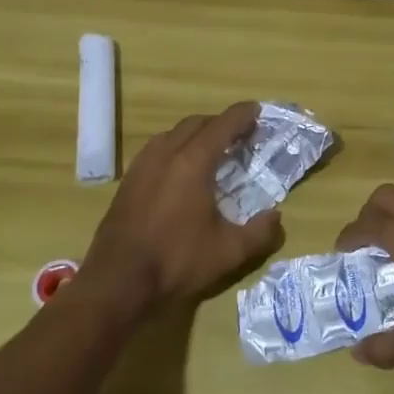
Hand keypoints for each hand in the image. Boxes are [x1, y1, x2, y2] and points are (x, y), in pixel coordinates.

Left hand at [79, 102, 283, 319]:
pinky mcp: (128, 181)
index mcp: (193, 162)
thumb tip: (276, 216)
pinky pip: (156, 149)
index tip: (258, 111)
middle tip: (240, 135)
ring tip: (211, 150)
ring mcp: (142, 166)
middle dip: (221, 123)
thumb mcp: (228, 252)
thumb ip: (260, 233)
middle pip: (197, 123)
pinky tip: (180, 170)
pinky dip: (175, 147)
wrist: (117, 282)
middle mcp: (166, 154)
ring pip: (173, 133)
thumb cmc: (176, 262)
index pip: (223, 125)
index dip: (243, 115)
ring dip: (196, 134)